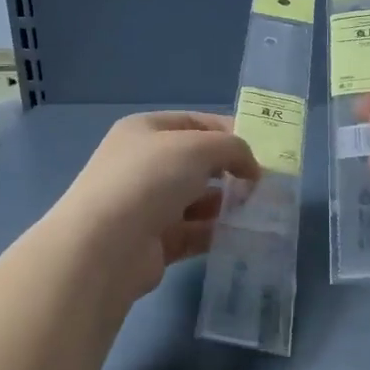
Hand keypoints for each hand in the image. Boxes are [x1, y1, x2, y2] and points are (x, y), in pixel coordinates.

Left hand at [47, 112, 259, 304]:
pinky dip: (217, 233)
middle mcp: (143, 165)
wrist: (105, 246)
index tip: (262, 148)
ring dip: (227, 204)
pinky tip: (243, 235)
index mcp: (145, 131)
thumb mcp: (197, 148)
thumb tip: (251, 167)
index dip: (228, 131)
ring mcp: (147, 205)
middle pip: (197, 163)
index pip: (194, 123)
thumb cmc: (149, 180)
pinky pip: (194, 233)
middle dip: (231, 170)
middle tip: (265, 183)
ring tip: (260, 210)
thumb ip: (232, 148)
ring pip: (197, 200)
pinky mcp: (154, 243)